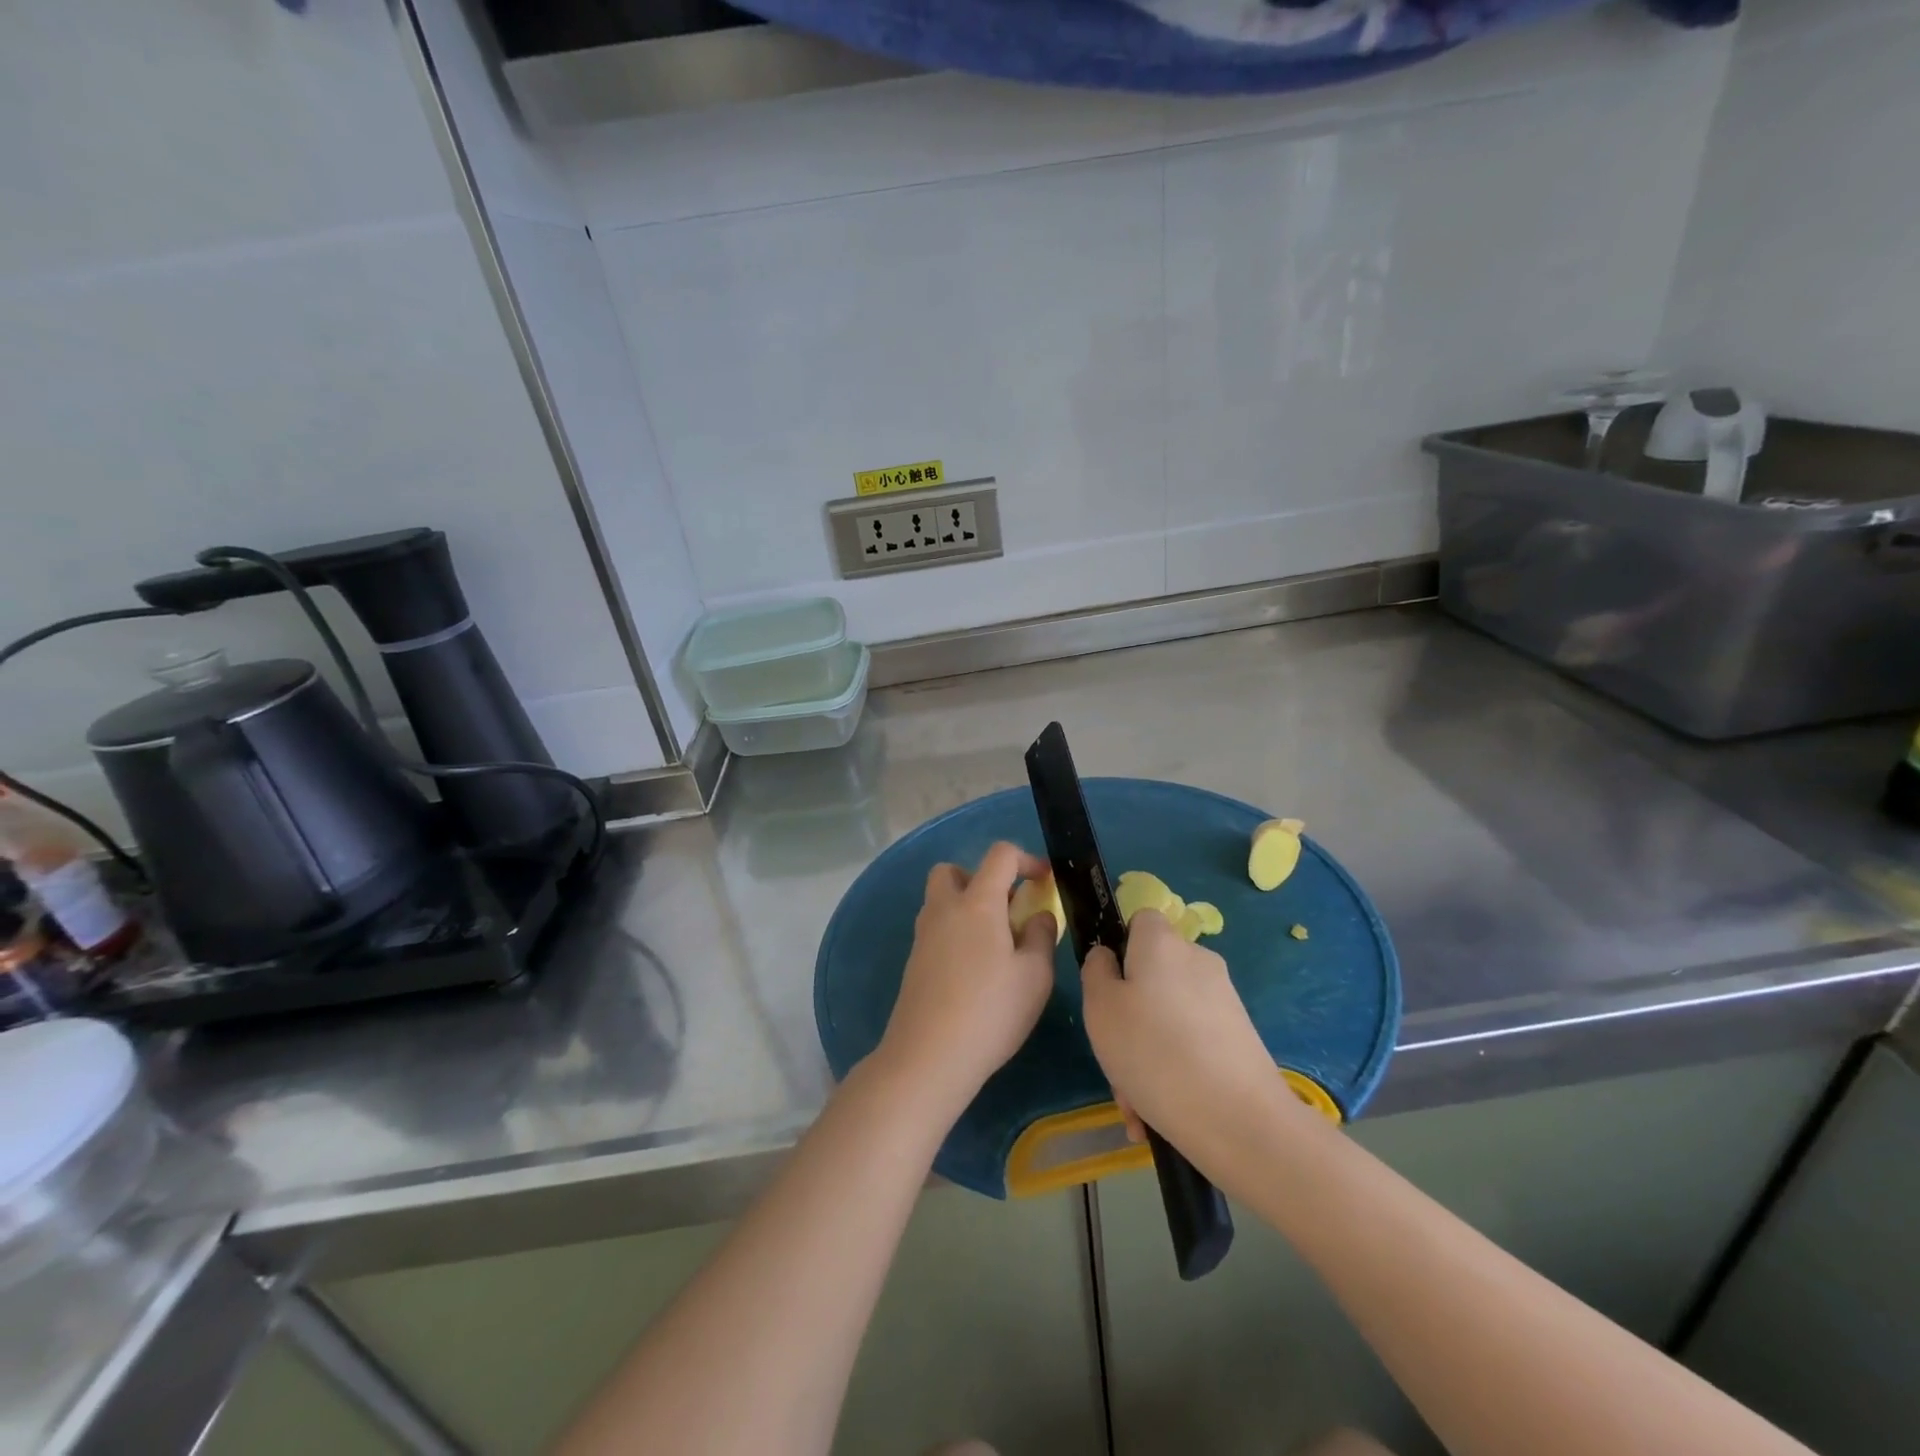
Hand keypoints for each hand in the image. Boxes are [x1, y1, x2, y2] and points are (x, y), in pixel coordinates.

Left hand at [876, 842, 1057, 1114]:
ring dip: (966, 906)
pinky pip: (936, 929)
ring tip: (995, 944)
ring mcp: (923, 935)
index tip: (1044, 881)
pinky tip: (975, 970)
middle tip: (1005, 910)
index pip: (999, 855)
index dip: (1026, 859)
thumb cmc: (991, 1011)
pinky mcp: (914, 962)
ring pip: (941, 900)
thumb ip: (1041, 936)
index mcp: (977, 903)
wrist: (928, 1056)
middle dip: (981, 878)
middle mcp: (944, 909)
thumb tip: (1037, 915)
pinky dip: (955, 933)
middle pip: (953, 870)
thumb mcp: (1035, 975)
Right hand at [1081, 909, 1287, 1157]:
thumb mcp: (1100, 1007)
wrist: (1239, 1120)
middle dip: (1129, 1015)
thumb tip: (1108, 957)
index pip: (1140, 920)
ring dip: (1147, 1052)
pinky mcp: (1240, 1037)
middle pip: (1152, 973)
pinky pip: (1192, 1043)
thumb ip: (1096, 971)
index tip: (1106, 988)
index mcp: (1162, 943)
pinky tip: (1157, 1115)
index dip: (1119, 947)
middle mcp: (1197, 960)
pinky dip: (1174, 1069)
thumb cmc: (1153, 1052)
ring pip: (1168, 1016)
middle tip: (1113, 1058)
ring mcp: (1223, 999)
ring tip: (1134, 1104)